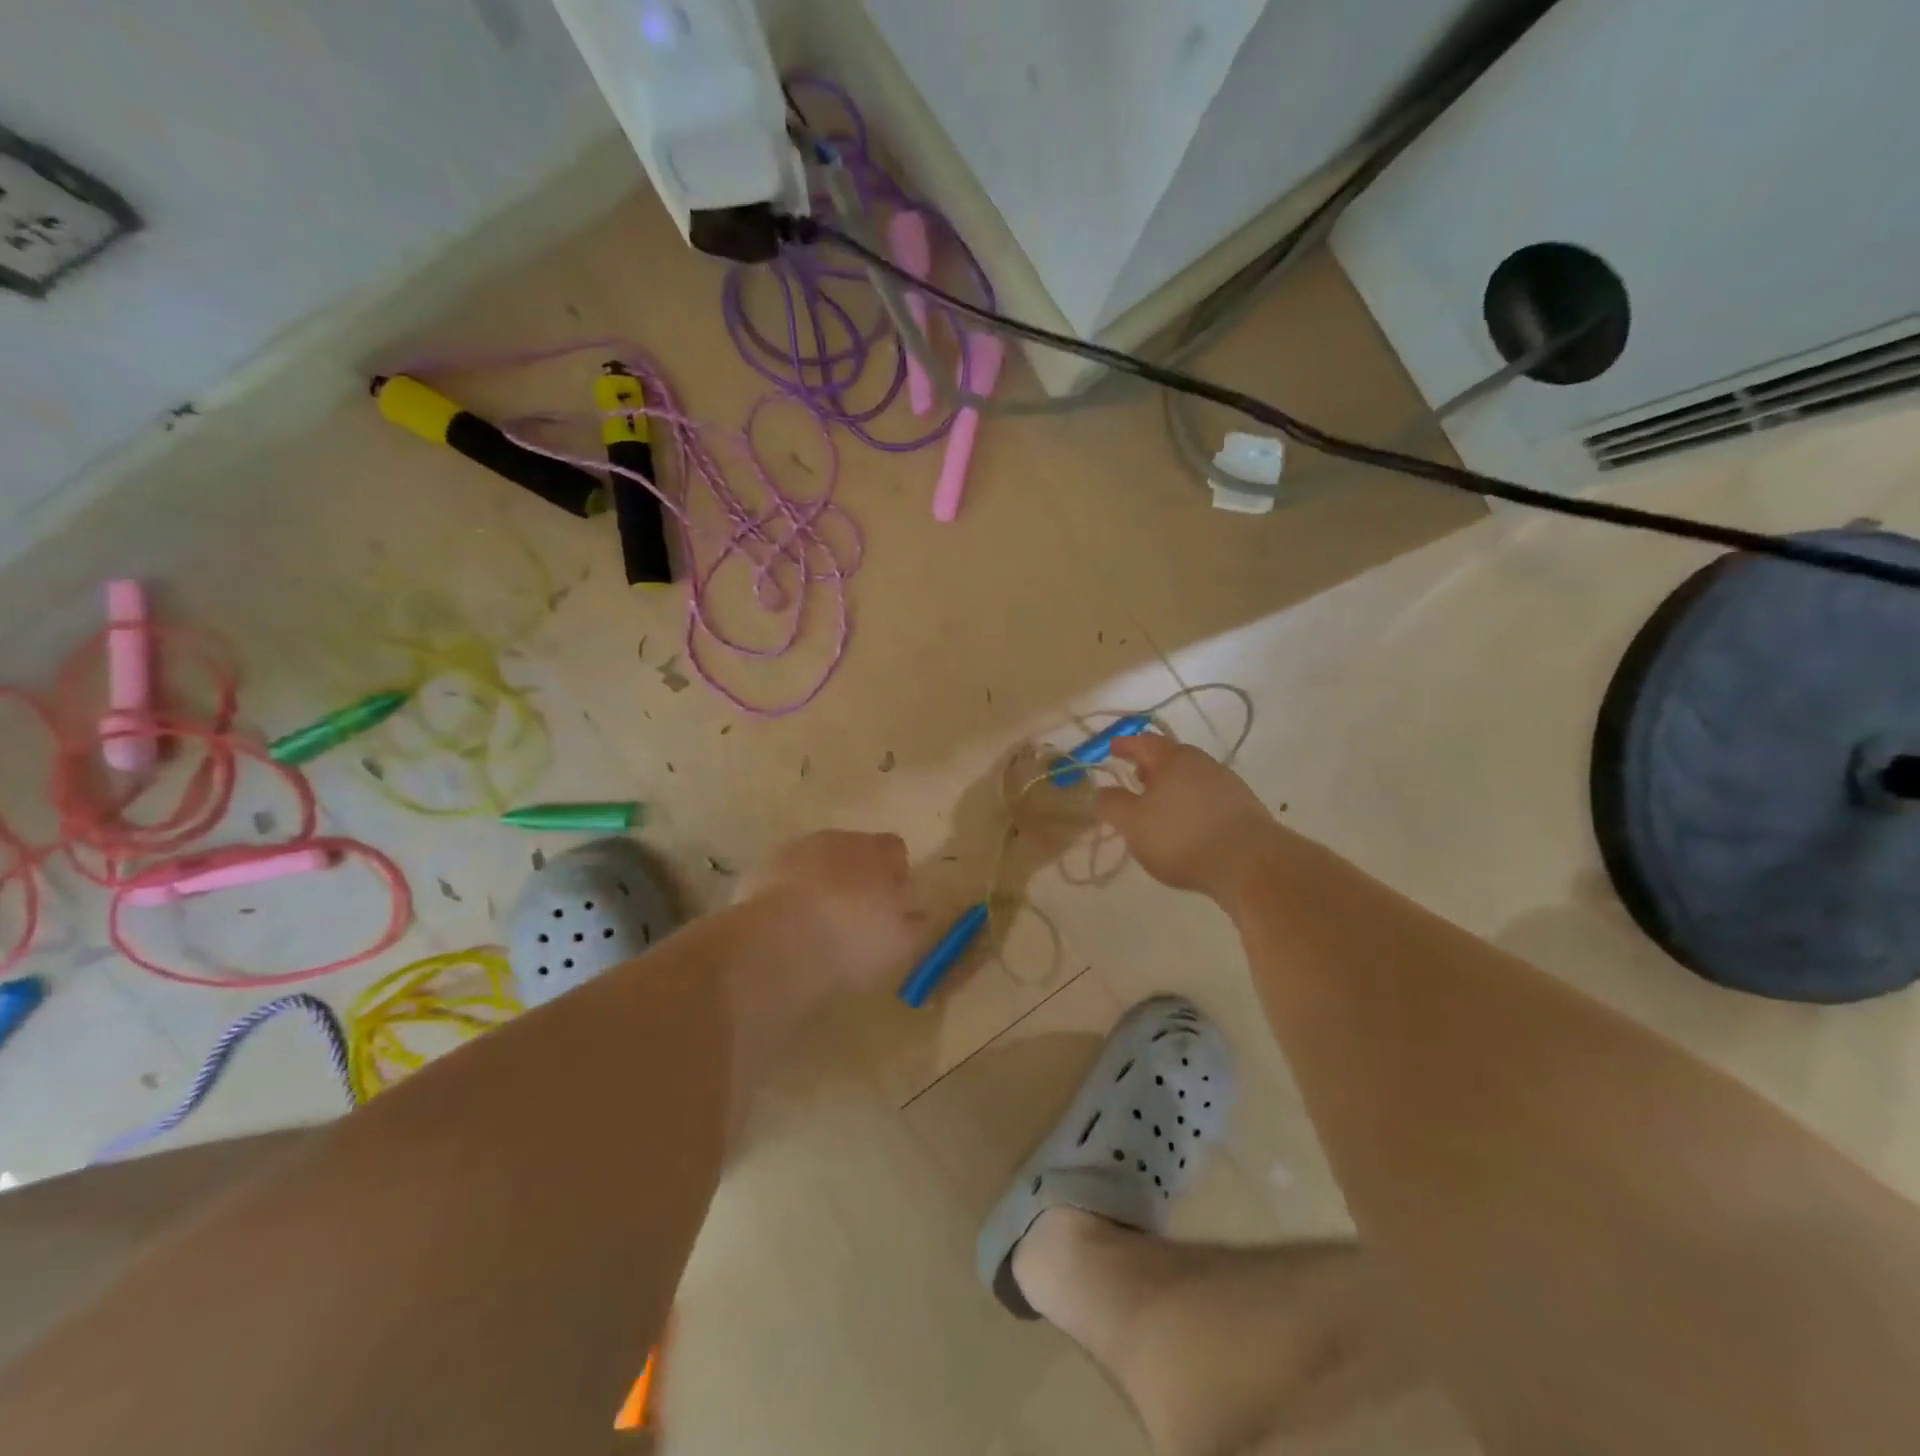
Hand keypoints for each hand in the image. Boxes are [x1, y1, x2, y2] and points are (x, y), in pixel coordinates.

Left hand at [737, 830, 921, 995]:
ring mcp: (797, 850)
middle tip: (854, 915)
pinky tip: (787, 924)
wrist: (780, 943)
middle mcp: (838, 839)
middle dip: (856, 875)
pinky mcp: (763, 867)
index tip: (890, 904)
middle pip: (854, 850)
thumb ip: (914, 924)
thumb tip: (917, 914)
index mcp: (878, 853)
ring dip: (821, 881)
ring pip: (817, 860)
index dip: (894, 873)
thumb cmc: (851, 941)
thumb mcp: (897, 943)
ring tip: (817, 921)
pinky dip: (788, 892)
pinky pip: (785, 876)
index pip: (894, 849)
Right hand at [1094, 734, 1276, 895]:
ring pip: (1192, 777)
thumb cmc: (1181, 837)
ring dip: (1173, 786)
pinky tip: (1188, 825)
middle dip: (1151, 766)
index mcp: (1172, 759)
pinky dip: (1192, 803)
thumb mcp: (1132, 824)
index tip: (1112, 749)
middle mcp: (1202, 763)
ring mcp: (1227, 784)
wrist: (1249, 864)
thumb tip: (1101, 791)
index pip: (1143, 742)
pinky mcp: (1245, 808)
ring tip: (1160, 807)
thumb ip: (1112, 805)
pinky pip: (1209, 797)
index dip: (1125, 745)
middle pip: (1171, 757)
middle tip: (1135, 778)